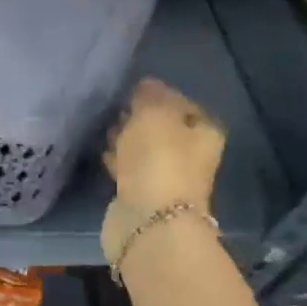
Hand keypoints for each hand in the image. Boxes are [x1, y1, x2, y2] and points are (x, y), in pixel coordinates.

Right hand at [104, 77, 225, 214]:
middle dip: (139, 118)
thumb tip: (145, 85)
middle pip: (163, 128)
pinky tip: (102, 152)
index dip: (157, 95)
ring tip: (103, 128)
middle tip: (115, 109)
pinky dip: (117, 160)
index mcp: (204, 131)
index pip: (181, 103)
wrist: (148, 220)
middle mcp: (192, 155)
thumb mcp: (153, 114)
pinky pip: (128, 169)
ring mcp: (167, 178)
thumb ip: (149, 95)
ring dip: (126, 139)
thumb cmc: (158, 159)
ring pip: (144, 150)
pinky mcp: (143, 195)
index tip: (131, 91)